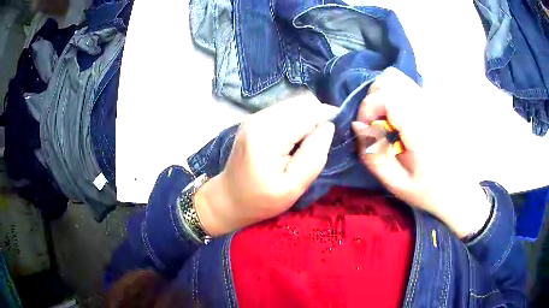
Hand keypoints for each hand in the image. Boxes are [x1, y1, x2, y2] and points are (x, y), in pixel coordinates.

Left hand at [195, 98, 336, 235]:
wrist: (228, 198)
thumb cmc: (261, 199)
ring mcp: (255, 116)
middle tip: (318, 145)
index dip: (328, 119)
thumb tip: (329, 126)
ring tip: (306, 144)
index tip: (334, 136)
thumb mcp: (293, 187)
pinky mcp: (255, 119)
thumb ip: (314, 156)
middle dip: (318, 118)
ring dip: (308, 119)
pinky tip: (293, 141)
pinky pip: (285, 110)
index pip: (309, 111)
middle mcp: (260, 117)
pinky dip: (297, 121)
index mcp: (268, 134)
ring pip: (295, 103)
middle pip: (302, 102)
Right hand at [351, 68, 490, 237]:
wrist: (460, 190)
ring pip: (400, 79)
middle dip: (374, 98)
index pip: (386, 96)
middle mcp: (429, 109)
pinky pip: (409, 88)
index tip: (365, 129)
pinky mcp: (437, 105)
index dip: (367, 108)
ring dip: (385, 95)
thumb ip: (373, 155)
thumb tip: (358, 126)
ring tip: (387, 122)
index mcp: (421, 131)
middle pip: (391, 79)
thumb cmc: (429, 192)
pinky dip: (396, 96)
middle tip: (375, 124)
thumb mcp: (396, 184)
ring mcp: (435, 104)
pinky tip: (400, 121)